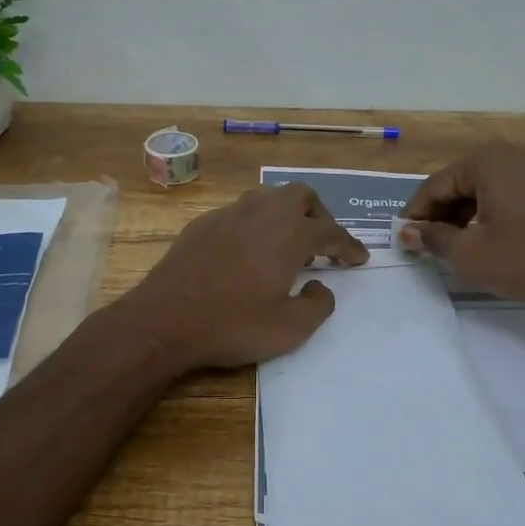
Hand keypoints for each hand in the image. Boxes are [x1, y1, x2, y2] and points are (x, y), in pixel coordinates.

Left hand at [129, 183, 368, 369]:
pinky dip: (254, 226)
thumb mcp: (291, 328)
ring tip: (287, 244)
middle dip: (319, 215)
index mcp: (290, 233)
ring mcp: (228, 214)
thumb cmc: (234, 324)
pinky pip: (239, 214)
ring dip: (285, 215)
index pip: (331, 232)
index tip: (358, 258)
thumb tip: (320, 286)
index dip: (349, 246)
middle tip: (322, 243)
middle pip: (301, 196)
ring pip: (267, 199)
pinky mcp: (201, 224)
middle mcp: (262, 213)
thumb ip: (319, 305)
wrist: (166, 320)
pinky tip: (247, 252)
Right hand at [400, 141, 524, 310]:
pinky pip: (501, 197)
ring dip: (459, 217)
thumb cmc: (522, 260)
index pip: (436, 185)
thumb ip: (432, 238)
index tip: (401, 238)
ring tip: (446, 248)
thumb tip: (407, 232)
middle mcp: (510, 156)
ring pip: (480, 191)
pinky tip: (476, 242)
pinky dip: (483, 216)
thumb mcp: (467, 252)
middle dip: (437, 214)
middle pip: (458, 184)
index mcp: (487, 161)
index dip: (415, 213)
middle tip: (422, 245)